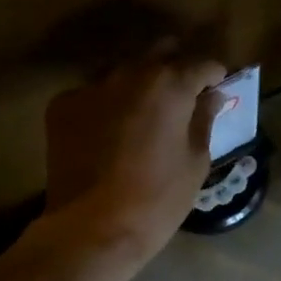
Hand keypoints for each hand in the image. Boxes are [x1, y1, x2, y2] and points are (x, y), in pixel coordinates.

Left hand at [42, 50, 226, 272]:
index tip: (217, 89)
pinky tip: (108, 133)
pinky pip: (93, 93)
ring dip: (139, 83)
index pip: (202, 63)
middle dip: (176, 66)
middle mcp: (130, 73)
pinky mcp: (63, 105)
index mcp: (170, 84)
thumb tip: (211, 96)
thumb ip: (204, 120)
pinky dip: (106, 105)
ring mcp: (92, 86)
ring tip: (144, 113)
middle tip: (182, 94)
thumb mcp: (195, 162)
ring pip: (123, 70)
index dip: (215, 75)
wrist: (92, 229)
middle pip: (160, 51)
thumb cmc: (158, 199)